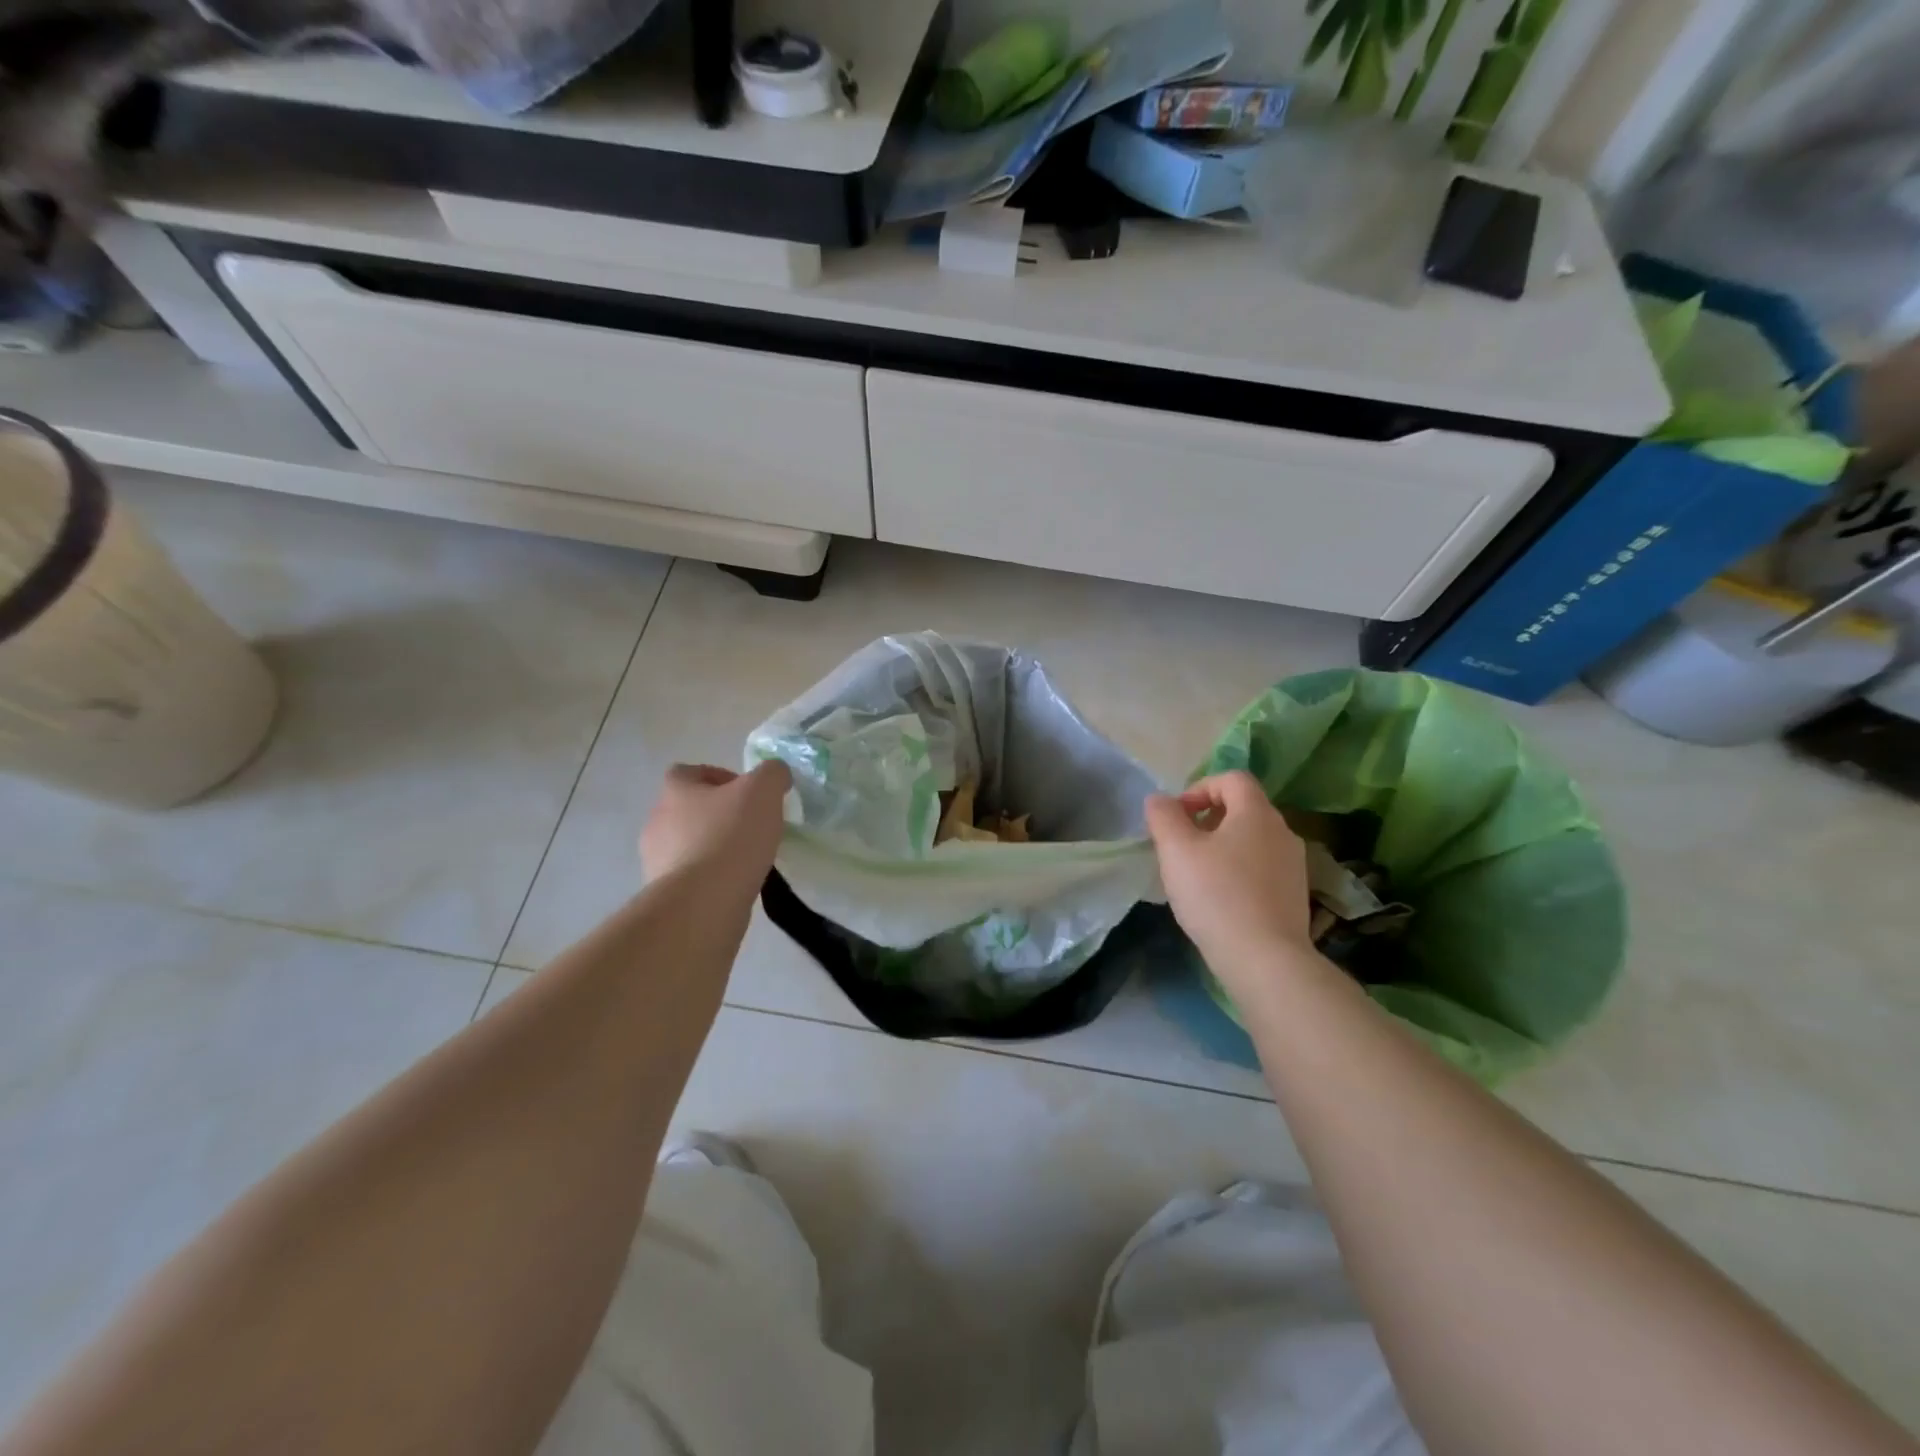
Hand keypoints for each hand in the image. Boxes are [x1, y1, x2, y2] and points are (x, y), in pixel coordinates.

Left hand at [640, 761, 791, 886]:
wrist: (702, 903)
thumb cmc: (730, 836)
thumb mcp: (763, 791)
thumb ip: (772, 773)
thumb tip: (776, 775)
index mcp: (676, 791)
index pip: (688, 772)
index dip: (718, 777)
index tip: (747, 793)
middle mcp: (658, 821)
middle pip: (688, 809)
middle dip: (718, 815)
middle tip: (752, 825)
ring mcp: (657, 860)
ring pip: (689, 844)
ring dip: (714, 846)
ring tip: (747, 859)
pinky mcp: (665, 893)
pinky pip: (691, 876)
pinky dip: (711, 876)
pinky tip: (735, 883)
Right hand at [1145, 771, 1316, 994]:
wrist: (1265, 960)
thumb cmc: (1216, 895)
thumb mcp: (1176, 850)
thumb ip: (1163, 816)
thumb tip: (1160, 800)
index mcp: (1256, 813)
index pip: (1232, 779)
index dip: (1200, 788)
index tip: (1177, 816)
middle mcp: (1283, 831)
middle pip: (1243, 809)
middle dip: (1208, 819)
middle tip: (1181, 846)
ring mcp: (1294, 865)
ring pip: (1252, 840)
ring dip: (1223, 847)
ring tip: (1197, 875)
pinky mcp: (1295, 895)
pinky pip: (1262, 868)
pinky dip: (1239, 872)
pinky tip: (1220, 900)